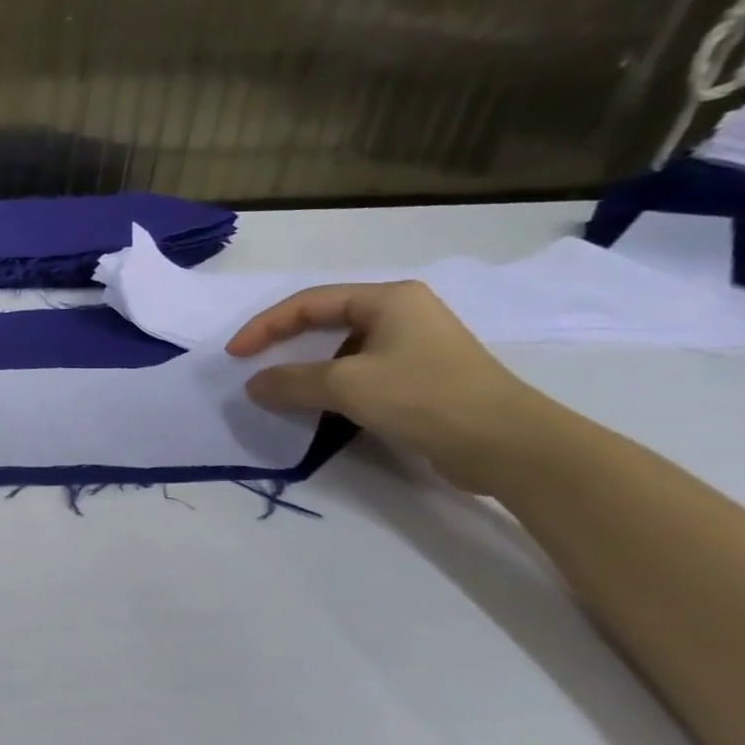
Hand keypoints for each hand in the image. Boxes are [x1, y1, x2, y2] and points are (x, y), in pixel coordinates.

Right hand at [226, 280, 546, 491]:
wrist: (509, 445)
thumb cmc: (425, 398)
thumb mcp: (346, 386)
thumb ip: (290, 382)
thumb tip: (254, 385)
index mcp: (388, 299)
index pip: (309, 303)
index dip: (265, 326)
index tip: (235, 354)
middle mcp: (403, 313)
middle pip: (325, 320)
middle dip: (284, 342)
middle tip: (252, 364)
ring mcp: (415, 345)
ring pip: (341, 348)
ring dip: (306, 367)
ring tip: (280, 388)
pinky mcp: (422, 377)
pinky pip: (360, 371)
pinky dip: (331, 384)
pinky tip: (319, 406)